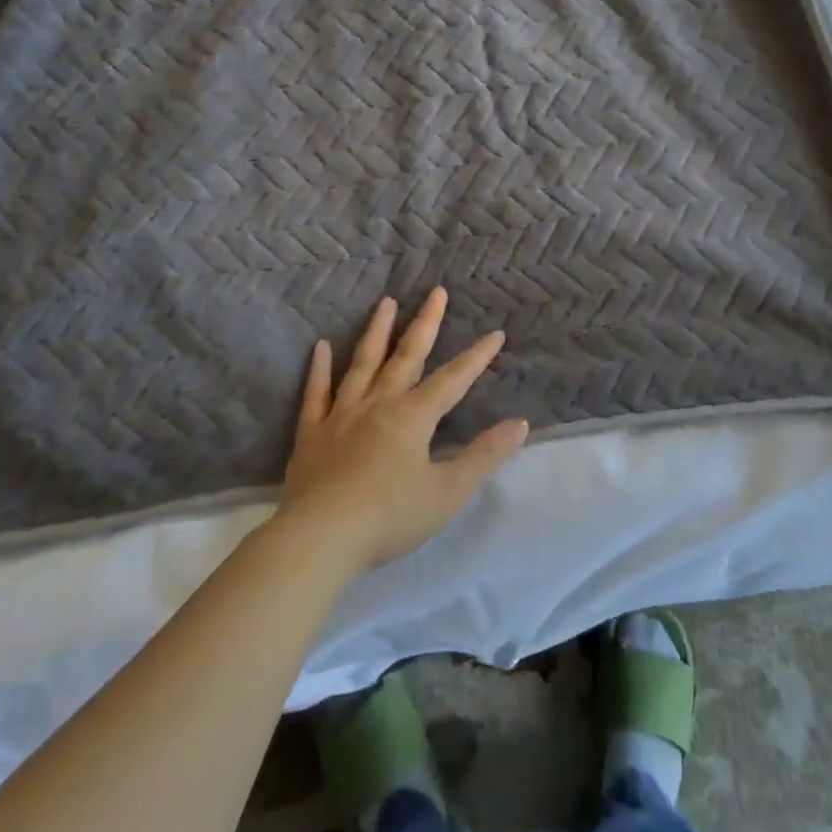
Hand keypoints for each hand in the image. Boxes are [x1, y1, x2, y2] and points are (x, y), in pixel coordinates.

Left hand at [279, 288, 528, 574]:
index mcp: (413, 417)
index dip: (476, 357)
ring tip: (386, 302)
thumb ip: (484, 456)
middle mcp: (379, 405)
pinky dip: (320, 370)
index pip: (452, 380)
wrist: (320, 539)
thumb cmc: (390, 518)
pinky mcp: (311, 434)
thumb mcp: (448, 492)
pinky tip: (321, 347)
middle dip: (426, 323)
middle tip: (436, 291)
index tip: (495, 333)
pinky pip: (316, 394)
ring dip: (377, 332)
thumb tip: (520, 424)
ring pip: (363, 364)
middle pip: (406, 357)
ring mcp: (341, 416)